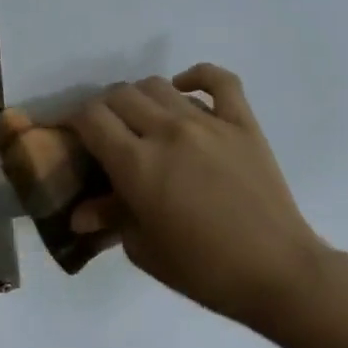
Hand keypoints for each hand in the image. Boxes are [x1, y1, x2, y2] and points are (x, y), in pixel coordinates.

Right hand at [69, 64, 347, 347]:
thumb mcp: (144, 249)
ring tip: (140, 120)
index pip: (91, 118)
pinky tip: (184, 89)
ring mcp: (208, 122)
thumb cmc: (202, 269)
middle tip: (104, 134)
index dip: (73, 121)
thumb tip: (80, 212)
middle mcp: (168, 131)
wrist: (276, 272)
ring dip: (139, 97)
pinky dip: (196, 76)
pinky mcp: (243, 122)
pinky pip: (219, 80)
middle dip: (102, 110)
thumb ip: (111, 219)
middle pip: (120, 96)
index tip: (71, 135)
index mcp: (137, 164)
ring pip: (158, 85)